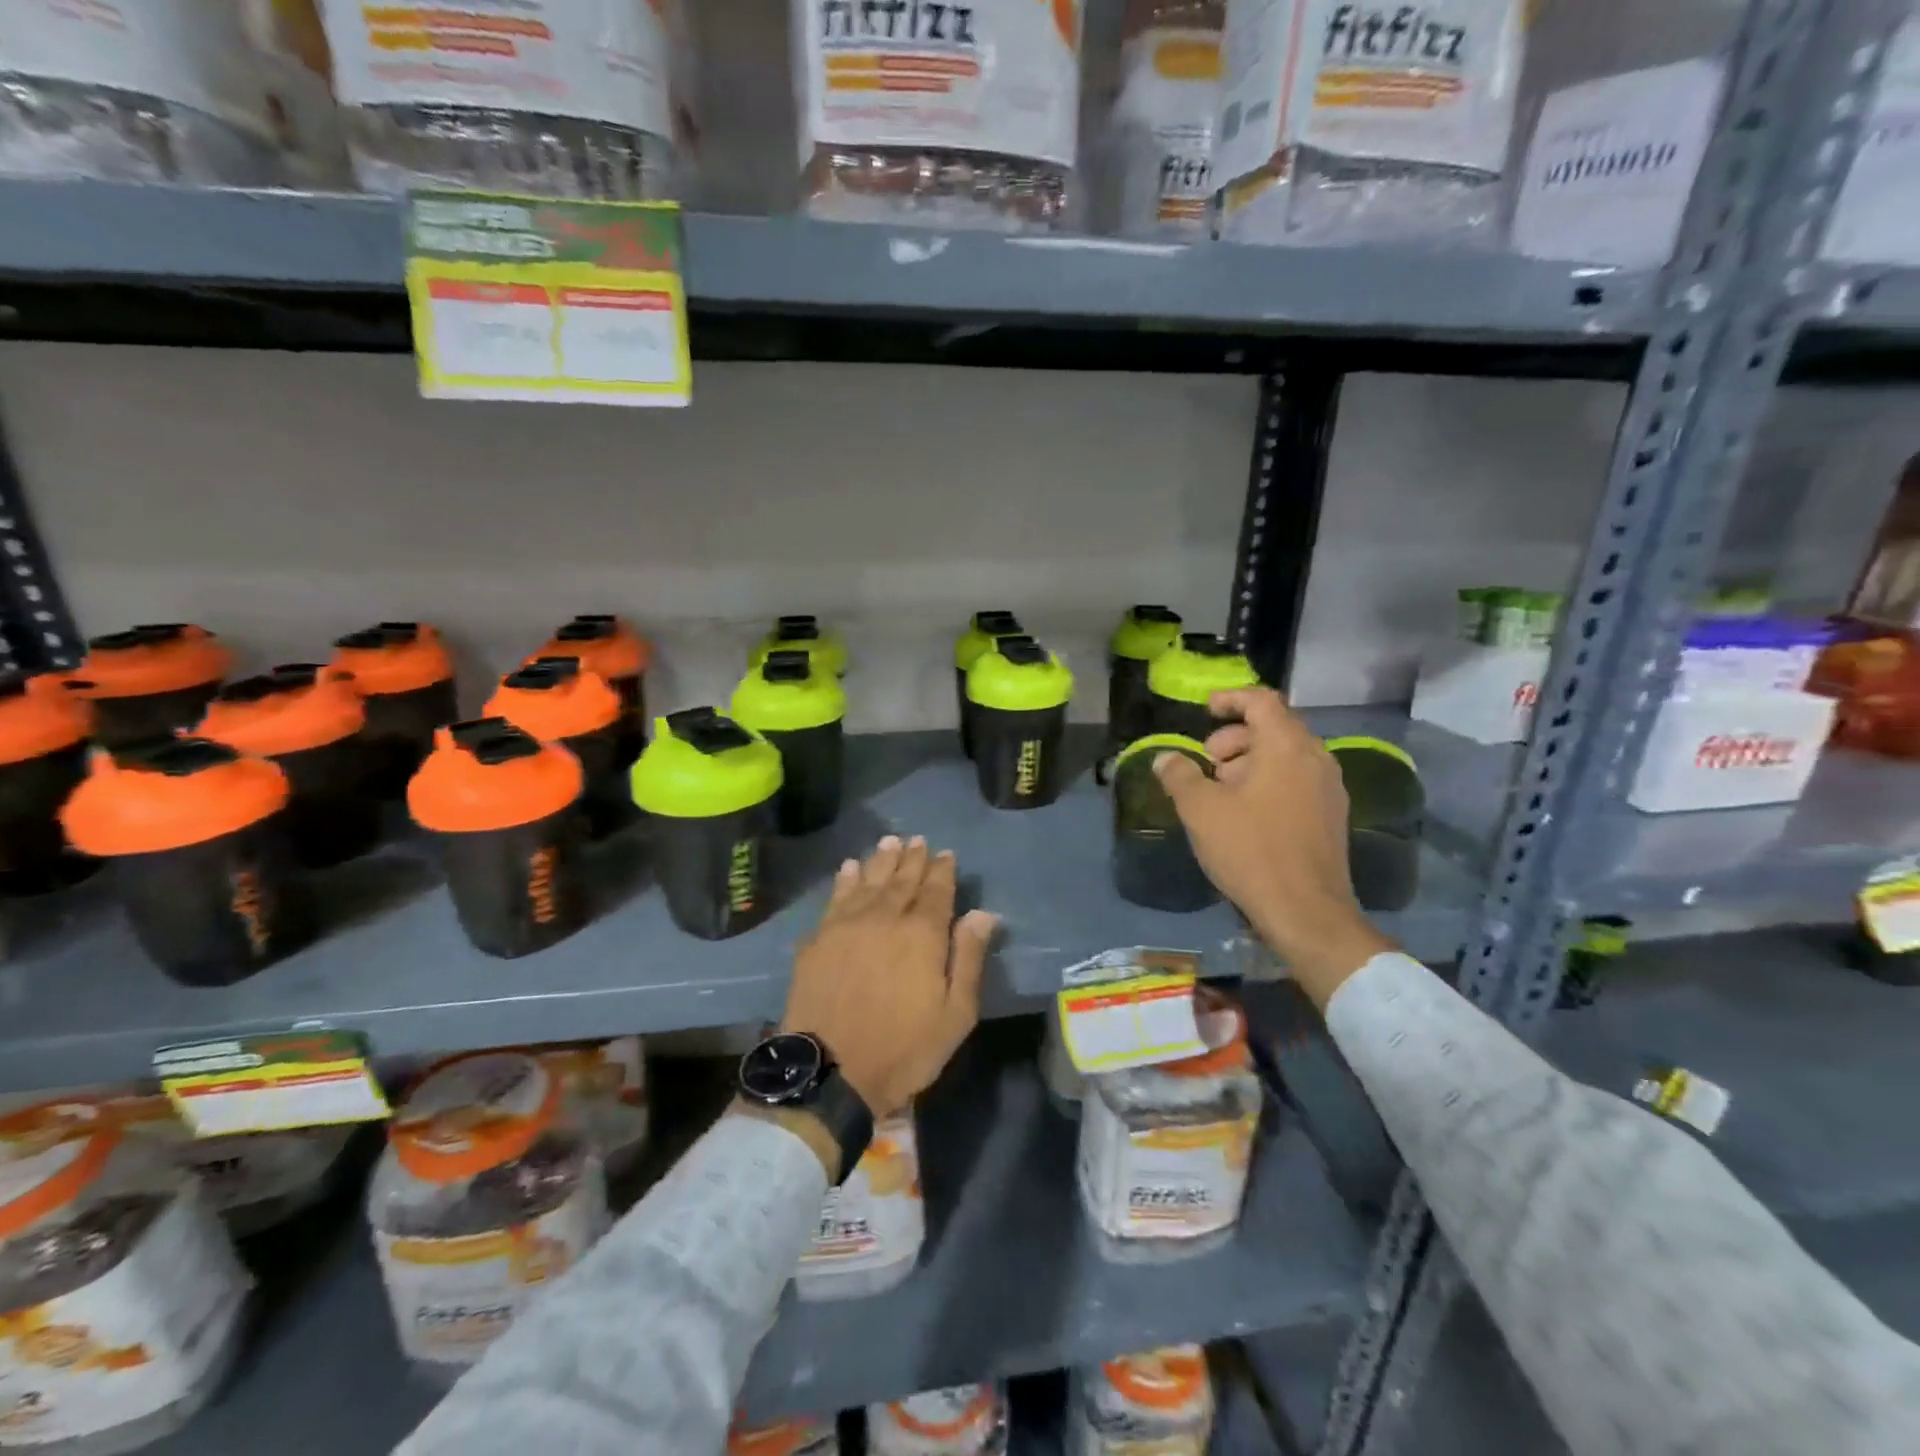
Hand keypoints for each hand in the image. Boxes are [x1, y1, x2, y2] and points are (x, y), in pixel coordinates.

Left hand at [781, 835, 999, 1118]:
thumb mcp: (955, 1014)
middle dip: (912, 858)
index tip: (946, 853)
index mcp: (923, 934)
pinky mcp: (818, 939)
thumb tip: (983, 913)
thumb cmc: (903, 1049)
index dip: (942, 870)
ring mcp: (847, 925)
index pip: (936, 891)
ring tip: (889, 842)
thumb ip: (968, 958)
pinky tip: (849, 868)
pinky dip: (844, 880)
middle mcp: (885, 918)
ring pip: (868, 882)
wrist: (829, 1071)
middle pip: (902, 880)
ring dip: (880, 860)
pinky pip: (835, 898)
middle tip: (918, 840)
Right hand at [1154, 688, 1393, 1007]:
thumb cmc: (1250, 850)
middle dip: (1235, 737)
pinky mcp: (1331, 816)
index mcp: (1286, 746)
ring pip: (1286, 755)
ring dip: (1250, 761)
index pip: (1262, 700)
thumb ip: (1179, 775)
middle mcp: (1315, 758)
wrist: (1306, 911)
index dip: (1231, 699)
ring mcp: (1329, 788)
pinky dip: (1269, 781)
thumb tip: (1165, 758)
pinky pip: (1297, 780)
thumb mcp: (1200, 810)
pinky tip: (1245, 814)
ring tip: (1221, 791)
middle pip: (1274, 727)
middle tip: (1207, 762)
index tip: (1205, 710)